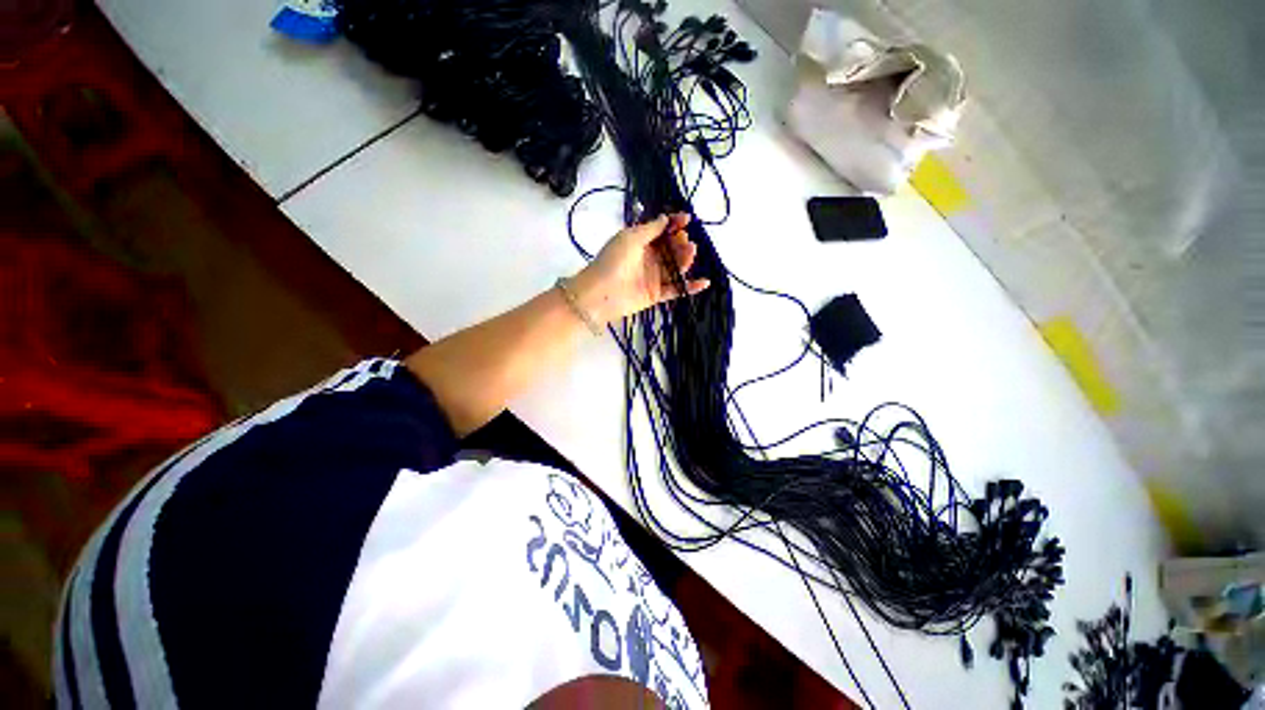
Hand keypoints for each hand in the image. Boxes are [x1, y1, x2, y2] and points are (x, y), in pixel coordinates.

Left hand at [570, 214, 710, 324]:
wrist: (602, 293)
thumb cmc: (614, 260)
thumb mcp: (630, 238)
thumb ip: (650, 229)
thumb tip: (665, 218)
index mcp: (640, 242)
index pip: (661, 231)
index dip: (674, 224)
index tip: (687, 220)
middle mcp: (648, 259)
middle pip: (670, 249)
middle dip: (680, 243)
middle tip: (685, 242)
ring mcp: (653, 277)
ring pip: (675, 268)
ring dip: (685, 260)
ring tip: (691, 254)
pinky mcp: (657, 294)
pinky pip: (676, 289)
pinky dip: (689, 287)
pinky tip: (704, 282)